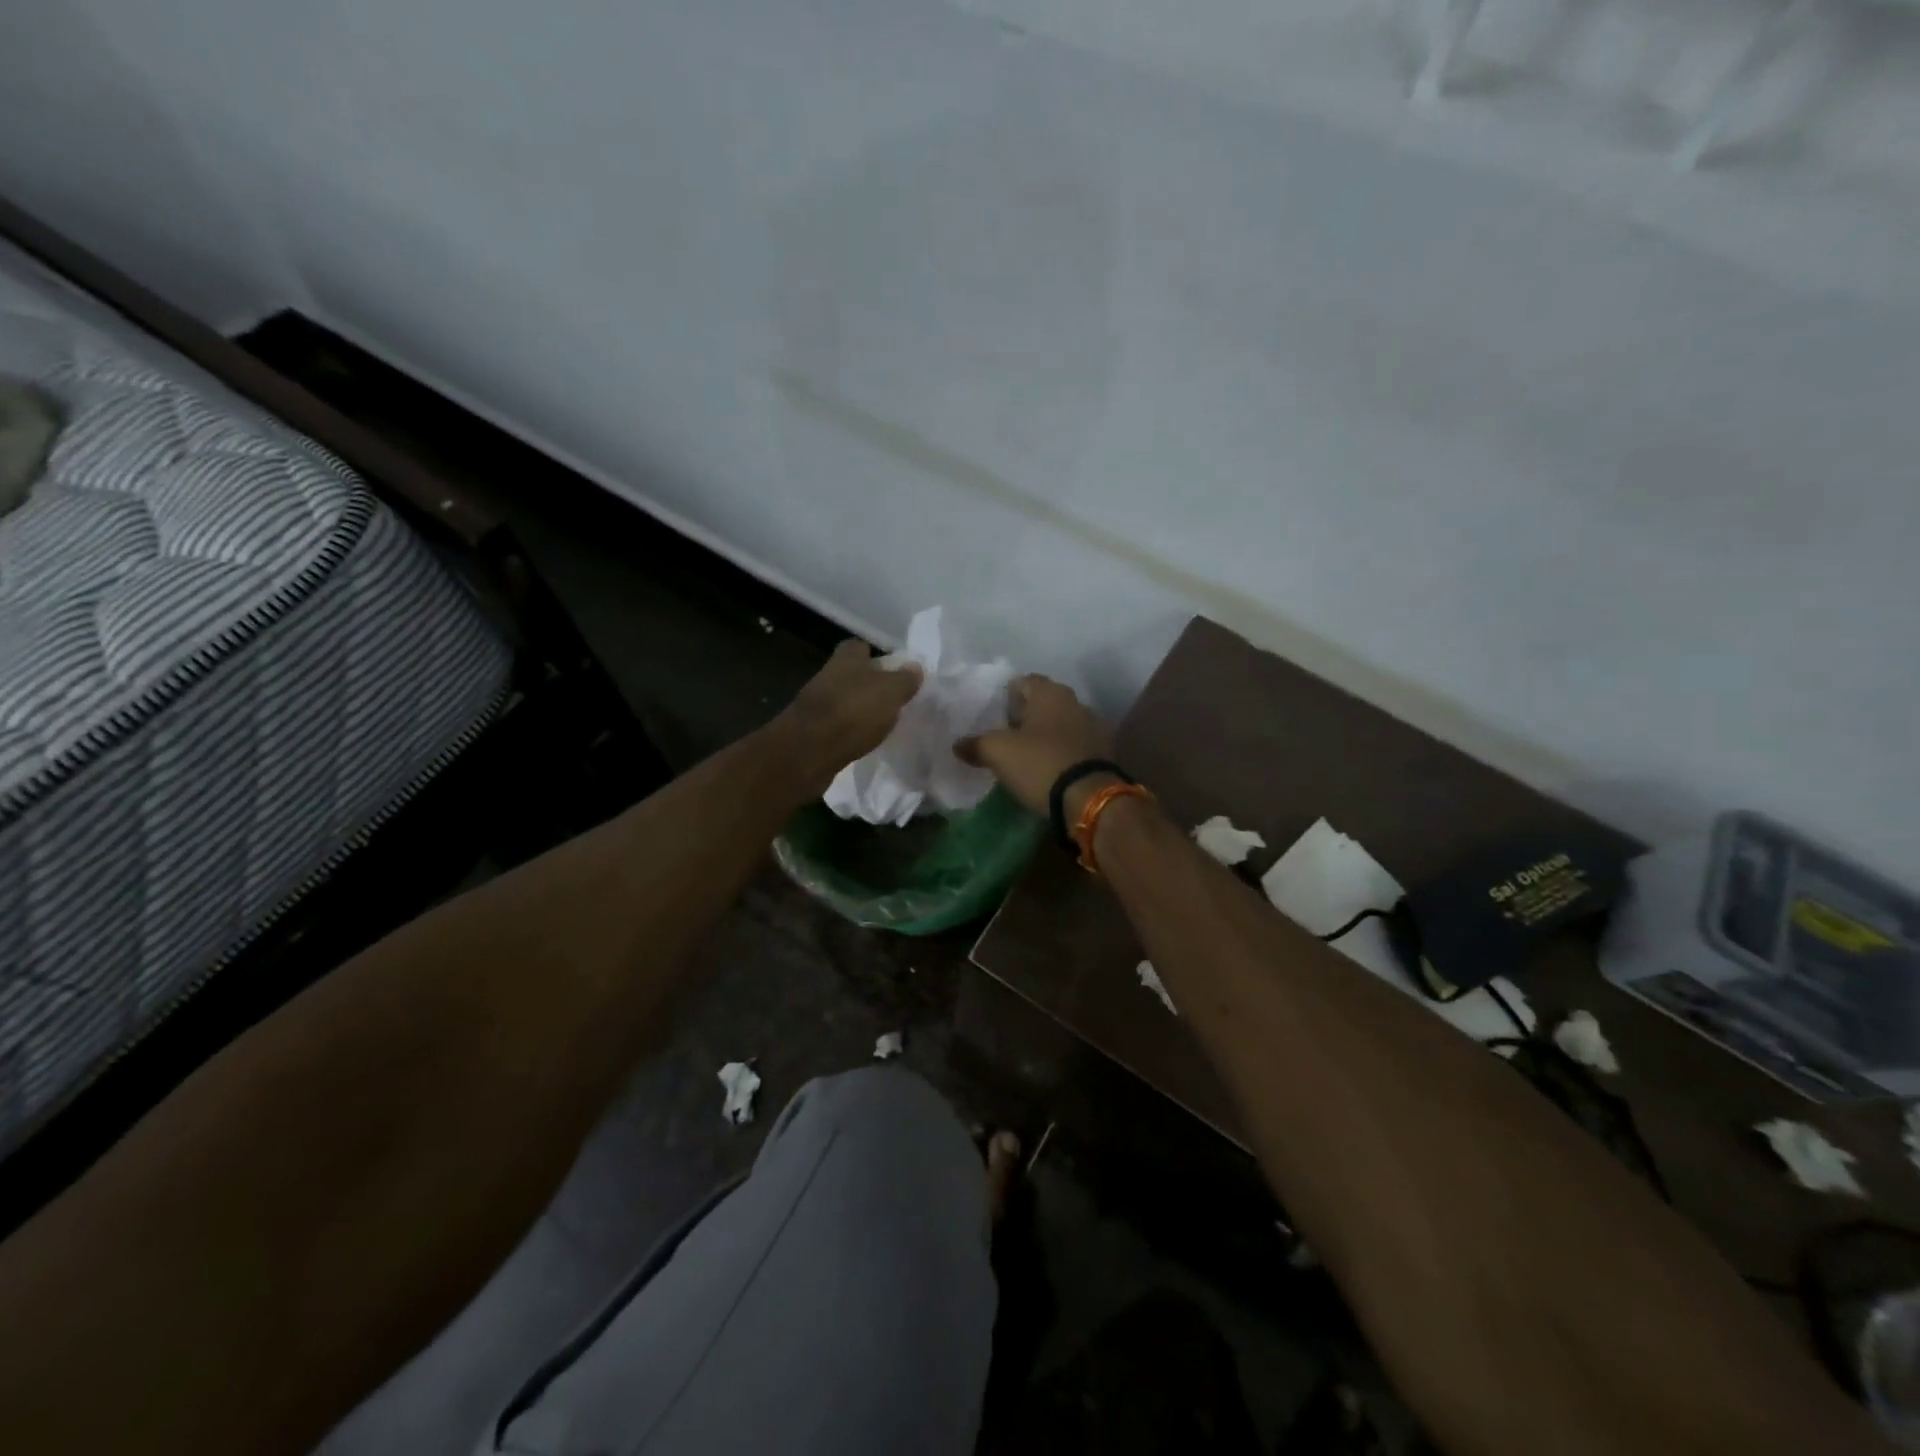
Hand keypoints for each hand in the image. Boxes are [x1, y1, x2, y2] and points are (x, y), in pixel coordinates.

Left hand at [777, 639, 921, 790]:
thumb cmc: (853, 712)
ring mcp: (816, 703)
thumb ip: (905, 679)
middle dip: (870, 684)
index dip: (877, 656)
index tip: (895, 671)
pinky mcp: (811, 730)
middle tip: (893, 699)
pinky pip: (836, 725)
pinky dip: (849, 730)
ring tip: (881, 723)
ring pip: (844, 699)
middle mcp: (828, 675)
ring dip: (859, 709)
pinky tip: (862, 741)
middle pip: (852, 674)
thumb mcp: (891, 692)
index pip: (861, 647)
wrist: (808, 751)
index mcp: (846, 658)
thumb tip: (915, 668)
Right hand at [958, 674, 1112, 816]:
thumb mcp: (998, 753)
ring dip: (1043, 735)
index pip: (1024, 681)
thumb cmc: (1040, 764)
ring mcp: (1093, 728)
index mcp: (1051, 693)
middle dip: (1024, 716)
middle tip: (1003, 733)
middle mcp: (1075, 703)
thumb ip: (975, 744)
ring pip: (1060, 724)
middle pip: (1043, 703)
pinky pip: (1073, 746)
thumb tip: (957, 744)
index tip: (992, 712)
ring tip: (1023, 754)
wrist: (1089, 799)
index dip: (1006, 694)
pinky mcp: (1102, 754)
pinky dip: (1059, 752)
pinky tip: (1046, 768)